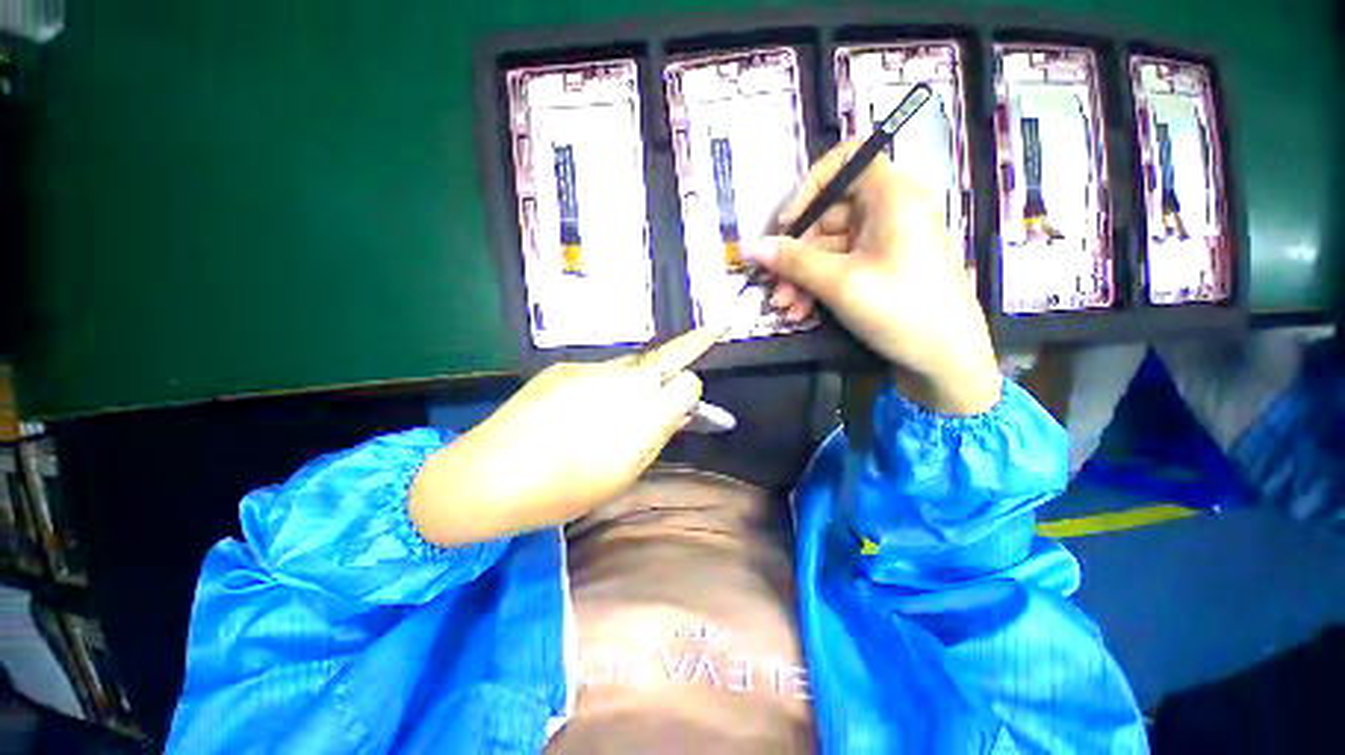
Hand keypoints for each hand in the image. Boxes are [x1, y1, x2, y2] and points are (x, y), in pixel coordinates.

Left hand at [410, 327, 723, 545]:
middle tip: (687, 369)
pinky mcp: (563, 367)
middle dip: (682, 361)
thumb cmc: (558, 493)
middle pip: (666, 359)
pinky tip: (588, 409)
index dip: (694, 388)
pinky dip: (610, 384)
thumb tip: (681, 409)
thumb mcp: (620, 476)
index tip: (696, 392)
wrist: (482, 479)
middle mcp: (616, 387)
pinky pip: (603, 370)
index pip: (686, 383)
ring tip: (623, 409)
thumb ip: (657, 437)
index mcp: (634, 424)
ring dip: (642, 379)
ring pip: (634, 364)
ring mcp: (586, 371)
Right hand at [745, 140, 1000, 414]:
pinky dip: (818, 285)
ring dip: (801, 277)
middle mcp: (889, 210)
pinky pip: (840, 265)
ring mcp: (885, 240)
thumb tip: (751, 246)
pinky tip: (801, 311)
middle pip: (828, 214)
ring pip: (829, 246)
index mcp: (892, 195)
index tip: (787, 223)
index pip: (846, 160)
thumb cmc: (901, 310)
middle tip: (775, 285)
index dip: (810, 185)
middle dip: (796, 253)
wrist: (946, 360)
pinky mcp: (880, 266)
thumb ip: (793, 261)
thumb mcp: (840, 283)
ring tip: (785, 308)